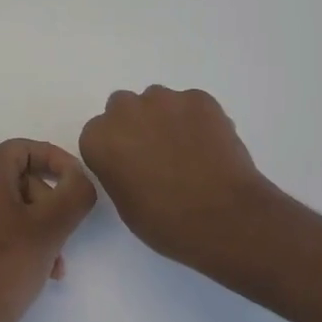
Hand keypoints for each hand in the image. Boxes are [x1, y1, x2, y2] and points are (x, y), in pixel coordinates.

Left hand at [0, 140, 96, 321]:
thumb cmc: (10, 266)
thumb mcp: (54, 226)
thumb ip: (75, 192)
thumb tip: (77, 177)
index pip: (23, 149)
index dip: (56, 161)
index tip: (78, 184)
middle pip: (14, 178)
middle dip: (46, 203)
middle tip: (64, 233)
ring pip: (3, 204)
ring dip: (33, 225)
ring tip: (52, 261)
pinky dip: (11, 235)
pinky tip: (28, 266)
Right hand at [79, 87, 274, 271]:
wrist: (223, 217)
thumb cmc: (166, 222)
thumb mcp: (125, 203)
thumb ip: (119, 170)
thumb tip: (134, 162)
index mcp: (99, 139)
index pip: (98, 134)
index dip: (115, 150)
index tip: (131, 167)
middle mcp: (125, 111)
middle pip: (123, 108)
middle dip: (136, 125)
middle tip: (157, 154)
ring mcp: (164, 100)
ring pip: (158, 101)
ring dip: (165, 118)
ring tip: (188, 150)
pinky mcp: (200, 98)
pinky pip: (191, 103)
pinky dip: (196, 119)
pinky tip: (210, 146)